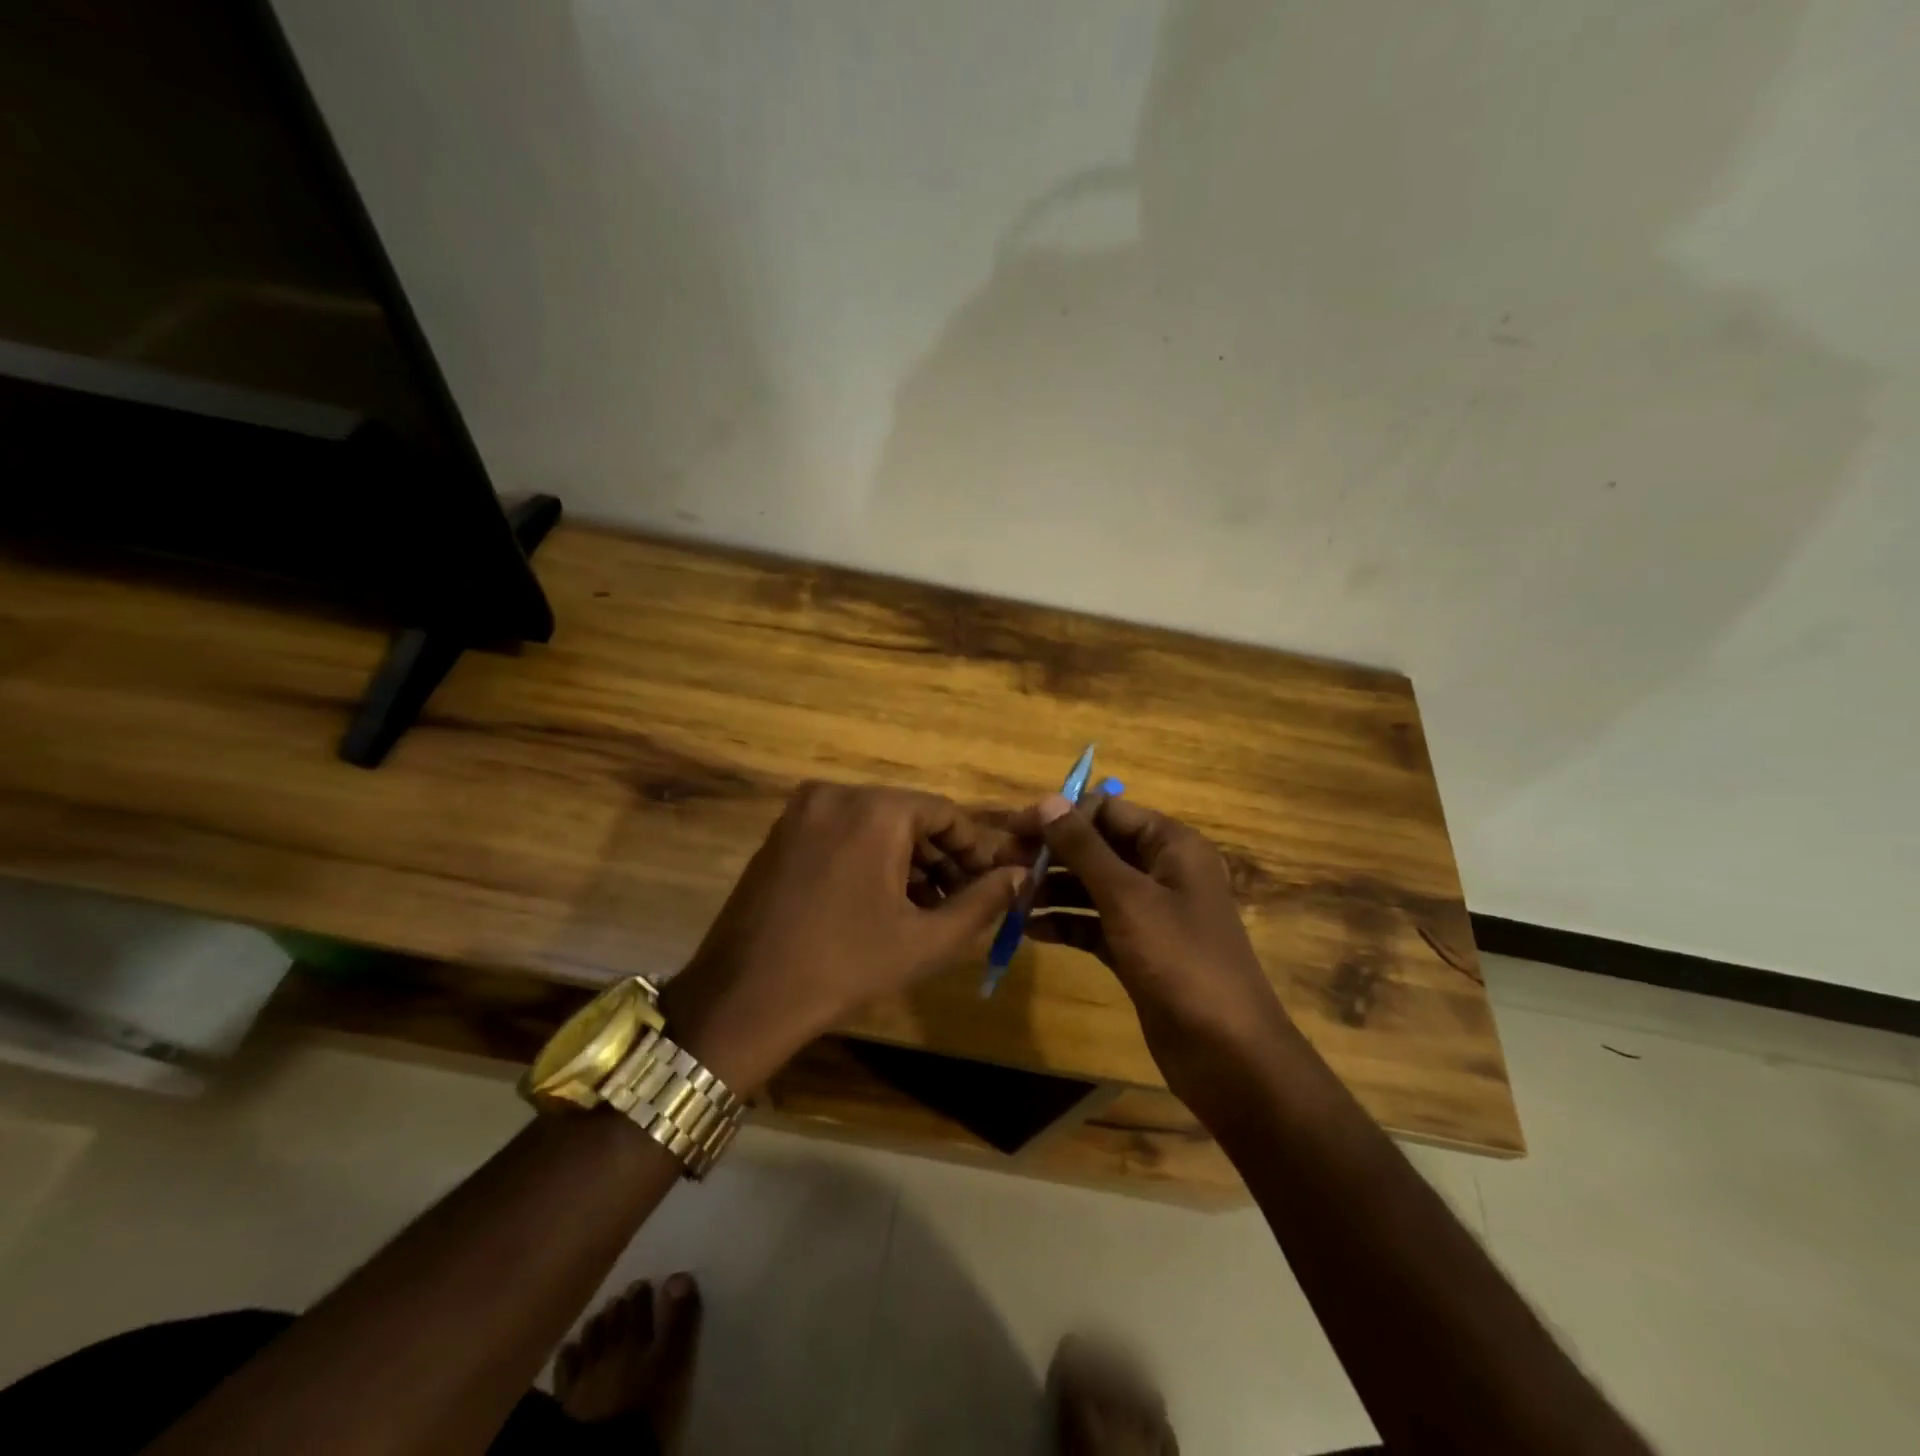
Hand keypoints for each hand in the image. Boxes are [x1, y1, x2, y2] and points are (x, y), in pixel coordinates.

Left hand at [659, 782, 1025, 1092]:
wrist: (746, 998)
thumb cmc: (846, 965)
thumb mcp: (927, 939)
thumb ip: (983, 902)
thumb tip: (1021, 875)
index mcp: (875, 809)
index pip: (945, 813)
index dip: (975, 849)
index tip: (994, 883)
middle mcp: (837, 794)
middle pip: (908, 816)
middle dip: (941, 857)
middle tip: (963, 899)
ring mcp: (802, 812)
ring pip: (874, 825)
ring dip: (907, 860)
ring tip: (928, 907)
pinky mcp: (781, 834)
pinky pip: (842, 833)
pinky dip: (870, 858)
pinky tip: (883, 901)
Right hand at [1018, 794, 1292, 1089]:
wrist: (1227, 1053)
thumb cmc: (1180, 961)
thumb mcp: (1127, 897)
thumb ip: (1084, 848)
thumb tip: (1048, 801)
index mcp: (1171, 845)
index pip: (1108, 810)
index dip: (1061, 815)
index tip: (1014, 828)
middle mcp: (1162, 871)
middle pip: (1097, 847)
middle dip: (1051, 853)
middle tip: (1002, 863)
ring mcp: (1150, 913)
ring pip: (1091, 887)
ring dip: (1052, 889)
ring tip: (1010, 898)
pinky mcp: (1138, 950)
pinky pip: (1094, 924)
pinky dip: (1065, 924)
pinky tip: (1030, 931)